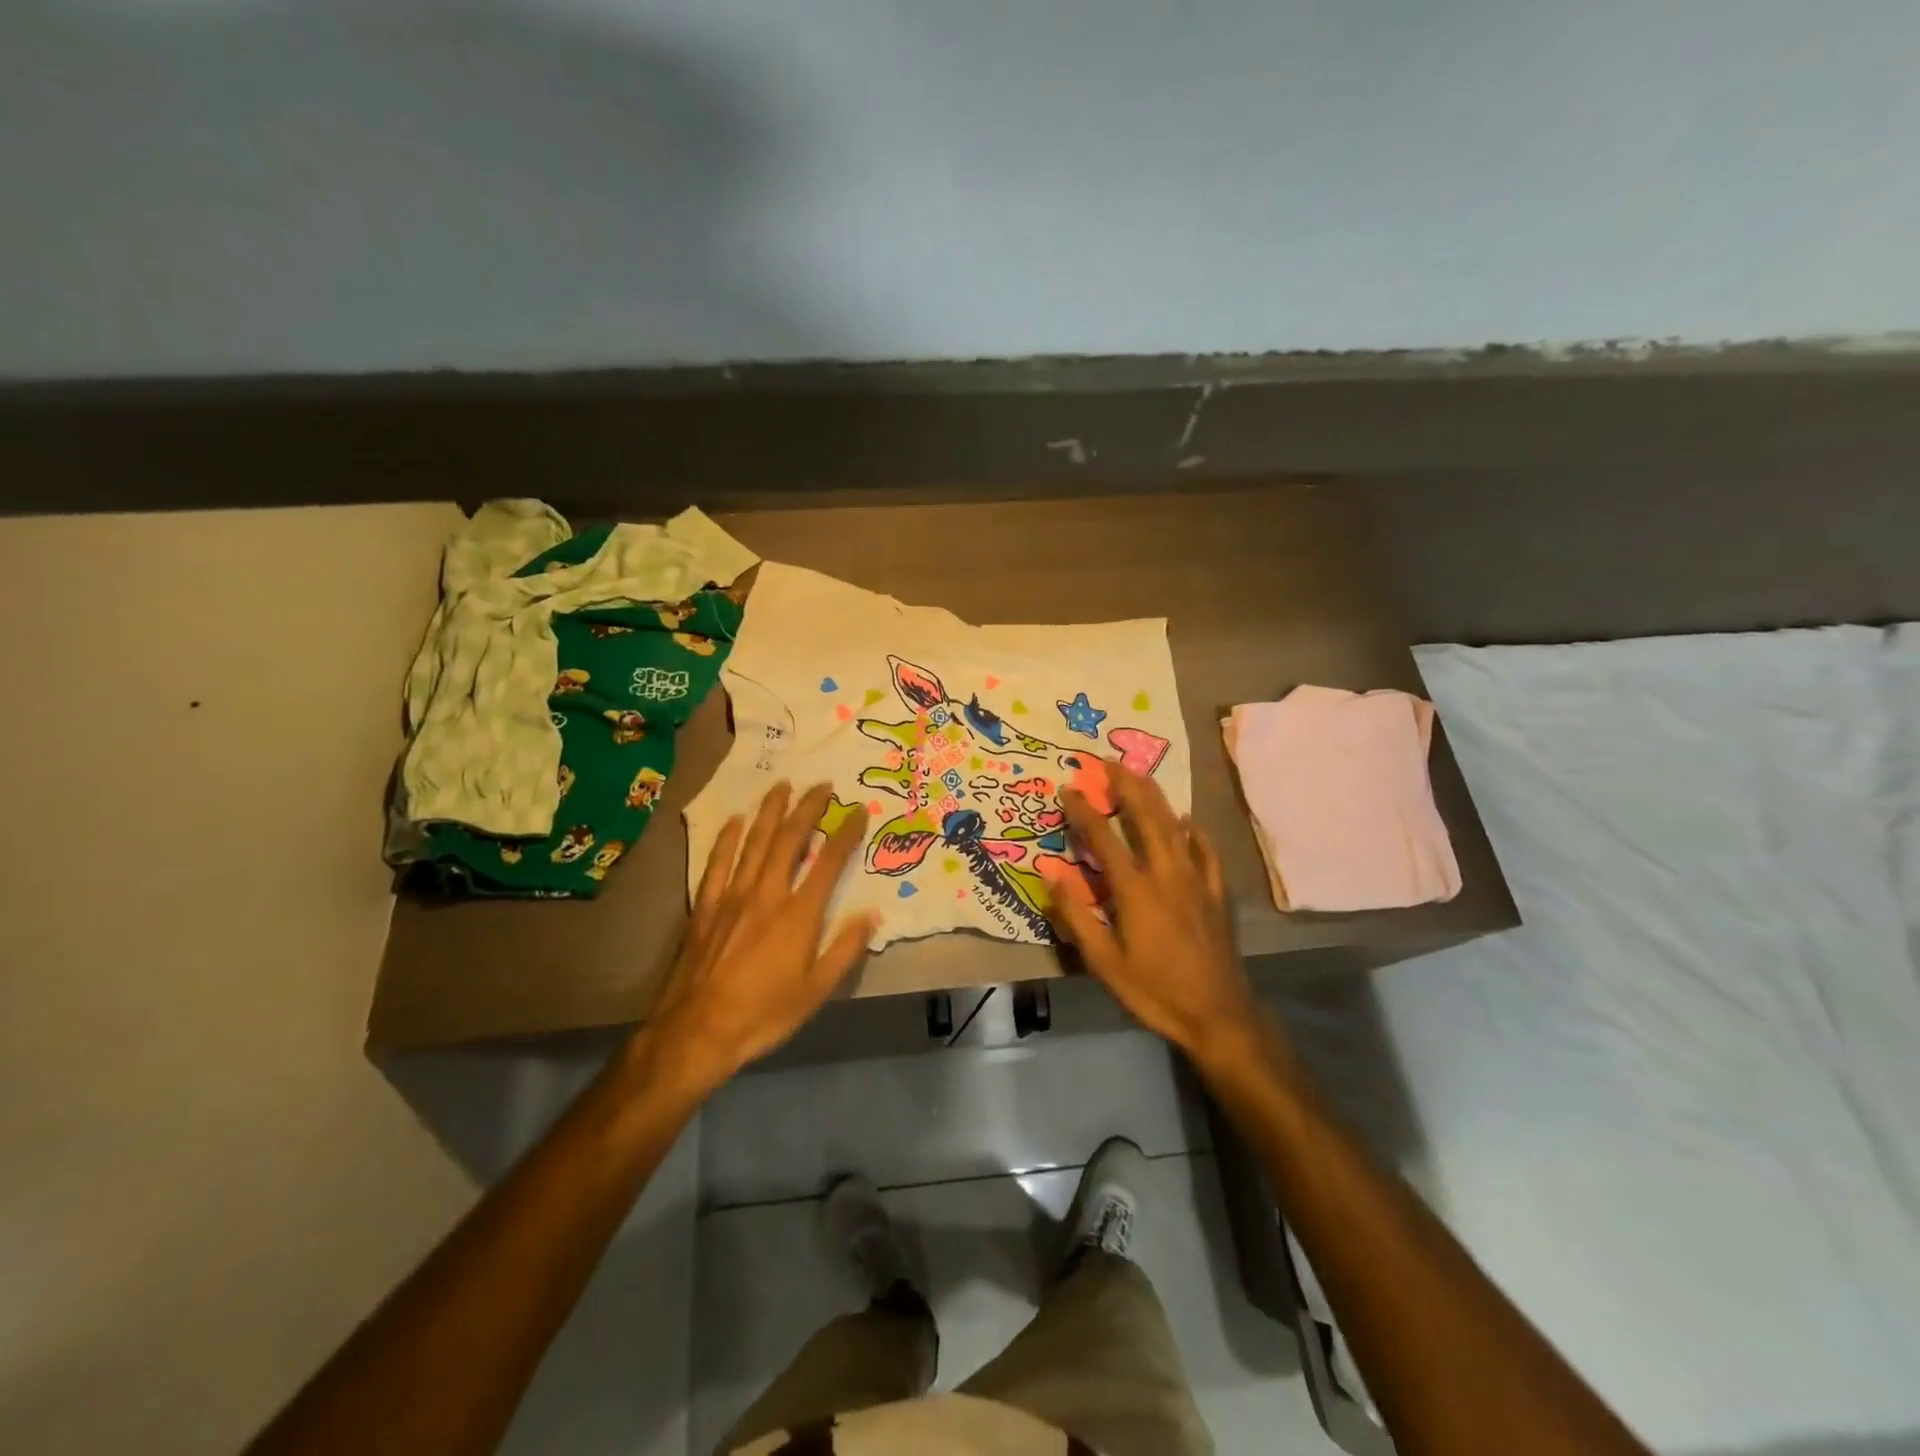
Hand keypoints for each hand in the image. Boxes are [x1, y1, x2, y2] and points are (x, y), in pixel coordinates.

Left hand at [648, 782, 877, 1088]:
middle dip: (808, 808)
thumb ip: (845, 949)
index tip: (858, 810)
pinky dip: (727, 838)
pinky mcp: (705, 906)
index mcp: (798, 914)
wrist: (696, 1032)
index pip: (829, 862)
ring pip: (754, 841)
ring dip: (770, 811)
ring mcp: (732, 896)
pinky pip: (717, 862)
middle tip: (822, 784)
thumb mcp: (815, 991)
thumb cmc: (763, 1014)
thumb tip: (872, 914)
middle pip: (790, 839)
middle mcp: (766, 894)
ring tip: (782, 785)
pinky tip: (734, 820)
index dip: (846, 832)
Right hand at [1052, 763, 1262, 1067]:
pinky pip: (1206, 851)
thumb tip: (1053, 873)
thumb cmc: (1154, 991)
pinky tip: (1188, 821)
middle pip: (1146, 817)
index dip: (1084, 810)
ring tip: (1140, 776)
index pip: (1104, 838)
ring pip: (1175, 826)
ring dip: (1156, 798)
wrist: (1218, 1015)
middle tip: (1109, 762)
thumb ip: (1077, 916)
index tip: (1069, 788)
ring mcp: (1196, 880)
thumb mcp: (1104, 963)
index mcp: (1135, 890)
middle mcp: (1167, 874)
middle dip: (1126, 786)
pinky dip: (1194, 832)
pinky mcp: (1216, 893)